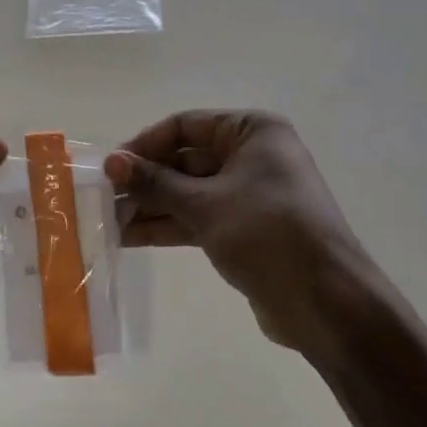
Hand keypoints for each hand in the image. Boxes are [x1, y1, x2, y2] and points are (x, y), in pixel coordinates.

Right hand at [105, 110, 373, 361]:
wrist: (324, 300)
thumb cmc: (267, 232)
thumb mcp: (205, 203)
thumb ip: (156, 183)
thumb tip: (112, 162)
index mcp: (252, 131)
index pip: (186, 126)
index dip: (145, 144)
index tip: (110, 167)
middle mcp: (251, 155)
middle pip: (185, 160)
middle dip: (145, 181)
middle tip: (102, 200)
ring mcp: (248, 194)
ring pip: (189, 193)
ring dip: (151, 207)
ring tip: (107, 223)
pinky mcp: (244, 229)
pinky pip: (199, 218)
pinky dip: (169, 226)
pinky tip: (131, 237)